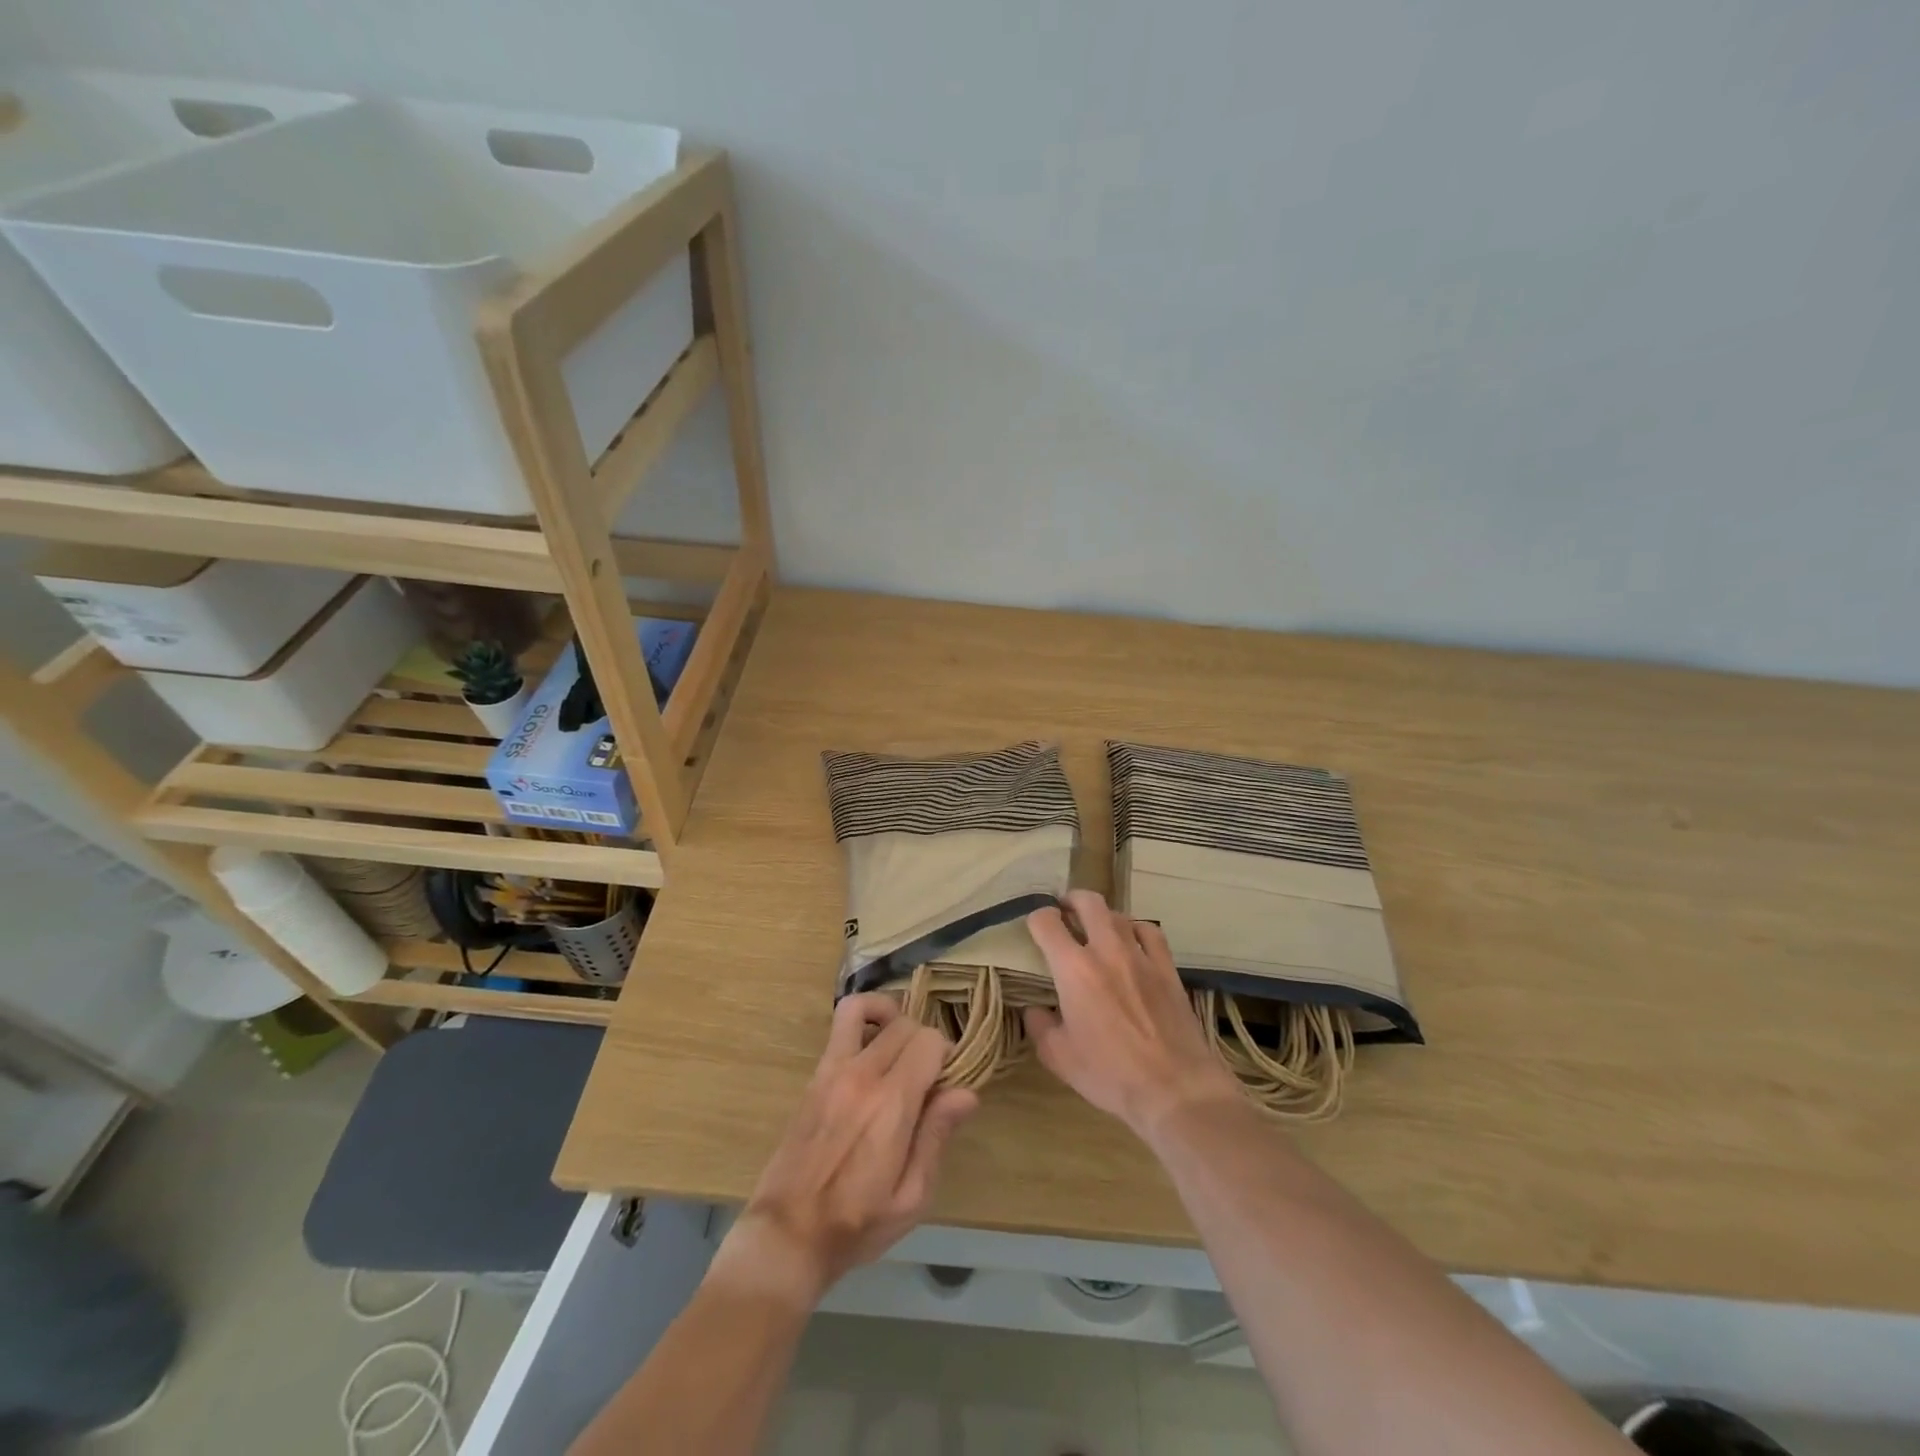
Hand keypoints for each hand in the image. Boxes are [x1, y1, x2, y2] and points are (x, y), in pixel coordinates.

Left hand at [714, 994, 977, 1308]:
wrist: (787, 1234)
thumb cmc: (856, 1225)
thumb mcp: (910, 1198)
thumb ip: (936, 1137)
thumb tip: (966, 1093)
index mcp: (891, 1104)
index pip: (929, 1042)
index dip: (946, 1056)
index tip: (946, 1085)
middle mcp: (863, 1075)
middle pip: (905, 1024)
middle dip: (924, 1042)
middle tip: (926, 1077)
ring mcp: (833, 1070)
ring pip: (864, 1008)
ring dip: (889, 1015)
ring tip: (899, 1045)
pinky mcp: (815, 1075)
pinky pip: (839, 1026)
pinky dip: (862, 1021)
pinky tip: (872, 1050)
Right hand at [1024, 889, 1241, 1141]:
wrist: (1175, 1088)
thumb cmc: (1110, 1074)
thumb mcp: (1059, 1057)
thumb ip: (1040, 1026)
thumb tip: (1035, 1009)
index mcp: (1073, 969)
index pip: (1046, 922)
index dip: (1036, 918)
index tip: (1035, 928)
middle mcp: (1106, 950)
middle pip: (1088, 902)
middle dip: (1070, 900)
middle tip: (1064, 912)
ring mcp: (1141, 956)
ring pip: (1119, 914)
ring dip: (1102, 916)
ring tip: (1095, 929)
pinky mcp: (1167, 969)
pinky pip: (1150, 932)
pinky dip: (1136, 928)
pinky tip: (1132, 940)